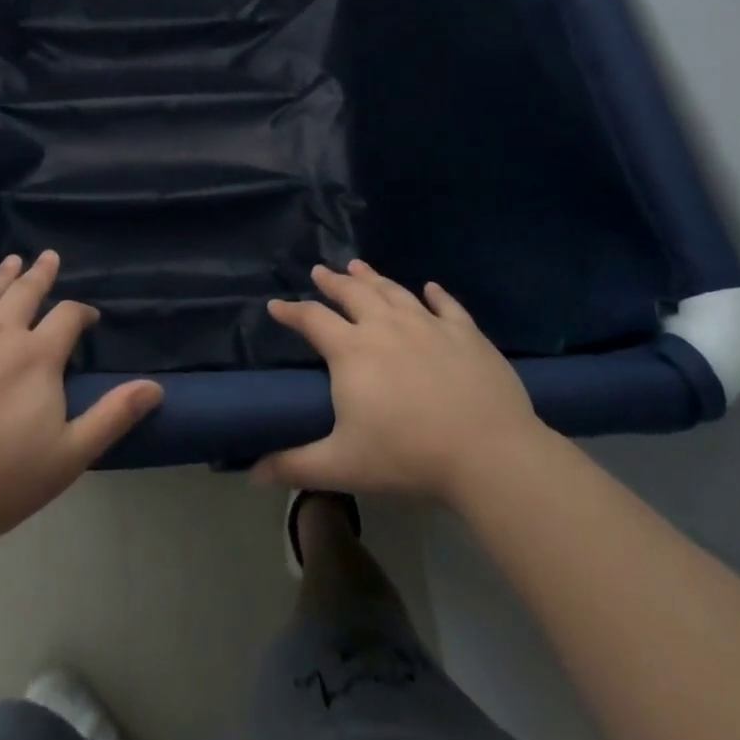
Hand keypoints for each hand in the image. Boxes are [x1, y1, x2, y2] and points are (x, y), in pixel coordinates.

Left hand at [0, 251, 162, 548]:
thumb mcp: (68, 456)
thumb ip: (112, 416)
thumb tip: (155, 387)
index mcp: (37, 357)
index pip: (67, 317)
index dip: (81, 313)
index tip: (88, 317)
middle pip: (24, 294)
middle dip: (40, 275)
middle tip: (48, 256)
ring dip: (0, 276)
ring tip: (11, 261)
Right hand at [253, 260, 544, 506]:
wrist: (487, 451)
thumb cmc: (408, 456)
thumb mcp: (343, 466)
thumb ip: (295, 465)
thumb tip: (251, 473)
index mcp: (352, 350)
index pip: (312, 320)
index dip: (291, 311)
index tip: (276, 305)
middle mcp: (385, 325)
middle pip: (352, 293)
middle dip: (332, 281)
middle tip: (320, 270)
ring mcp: (428, 324)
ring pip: (393, 291)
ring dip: (373, 277)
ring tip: (358, 266)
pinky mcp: (465, 333)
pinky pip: (446, 305)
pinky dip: (436, 294)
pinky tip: (430, 287)